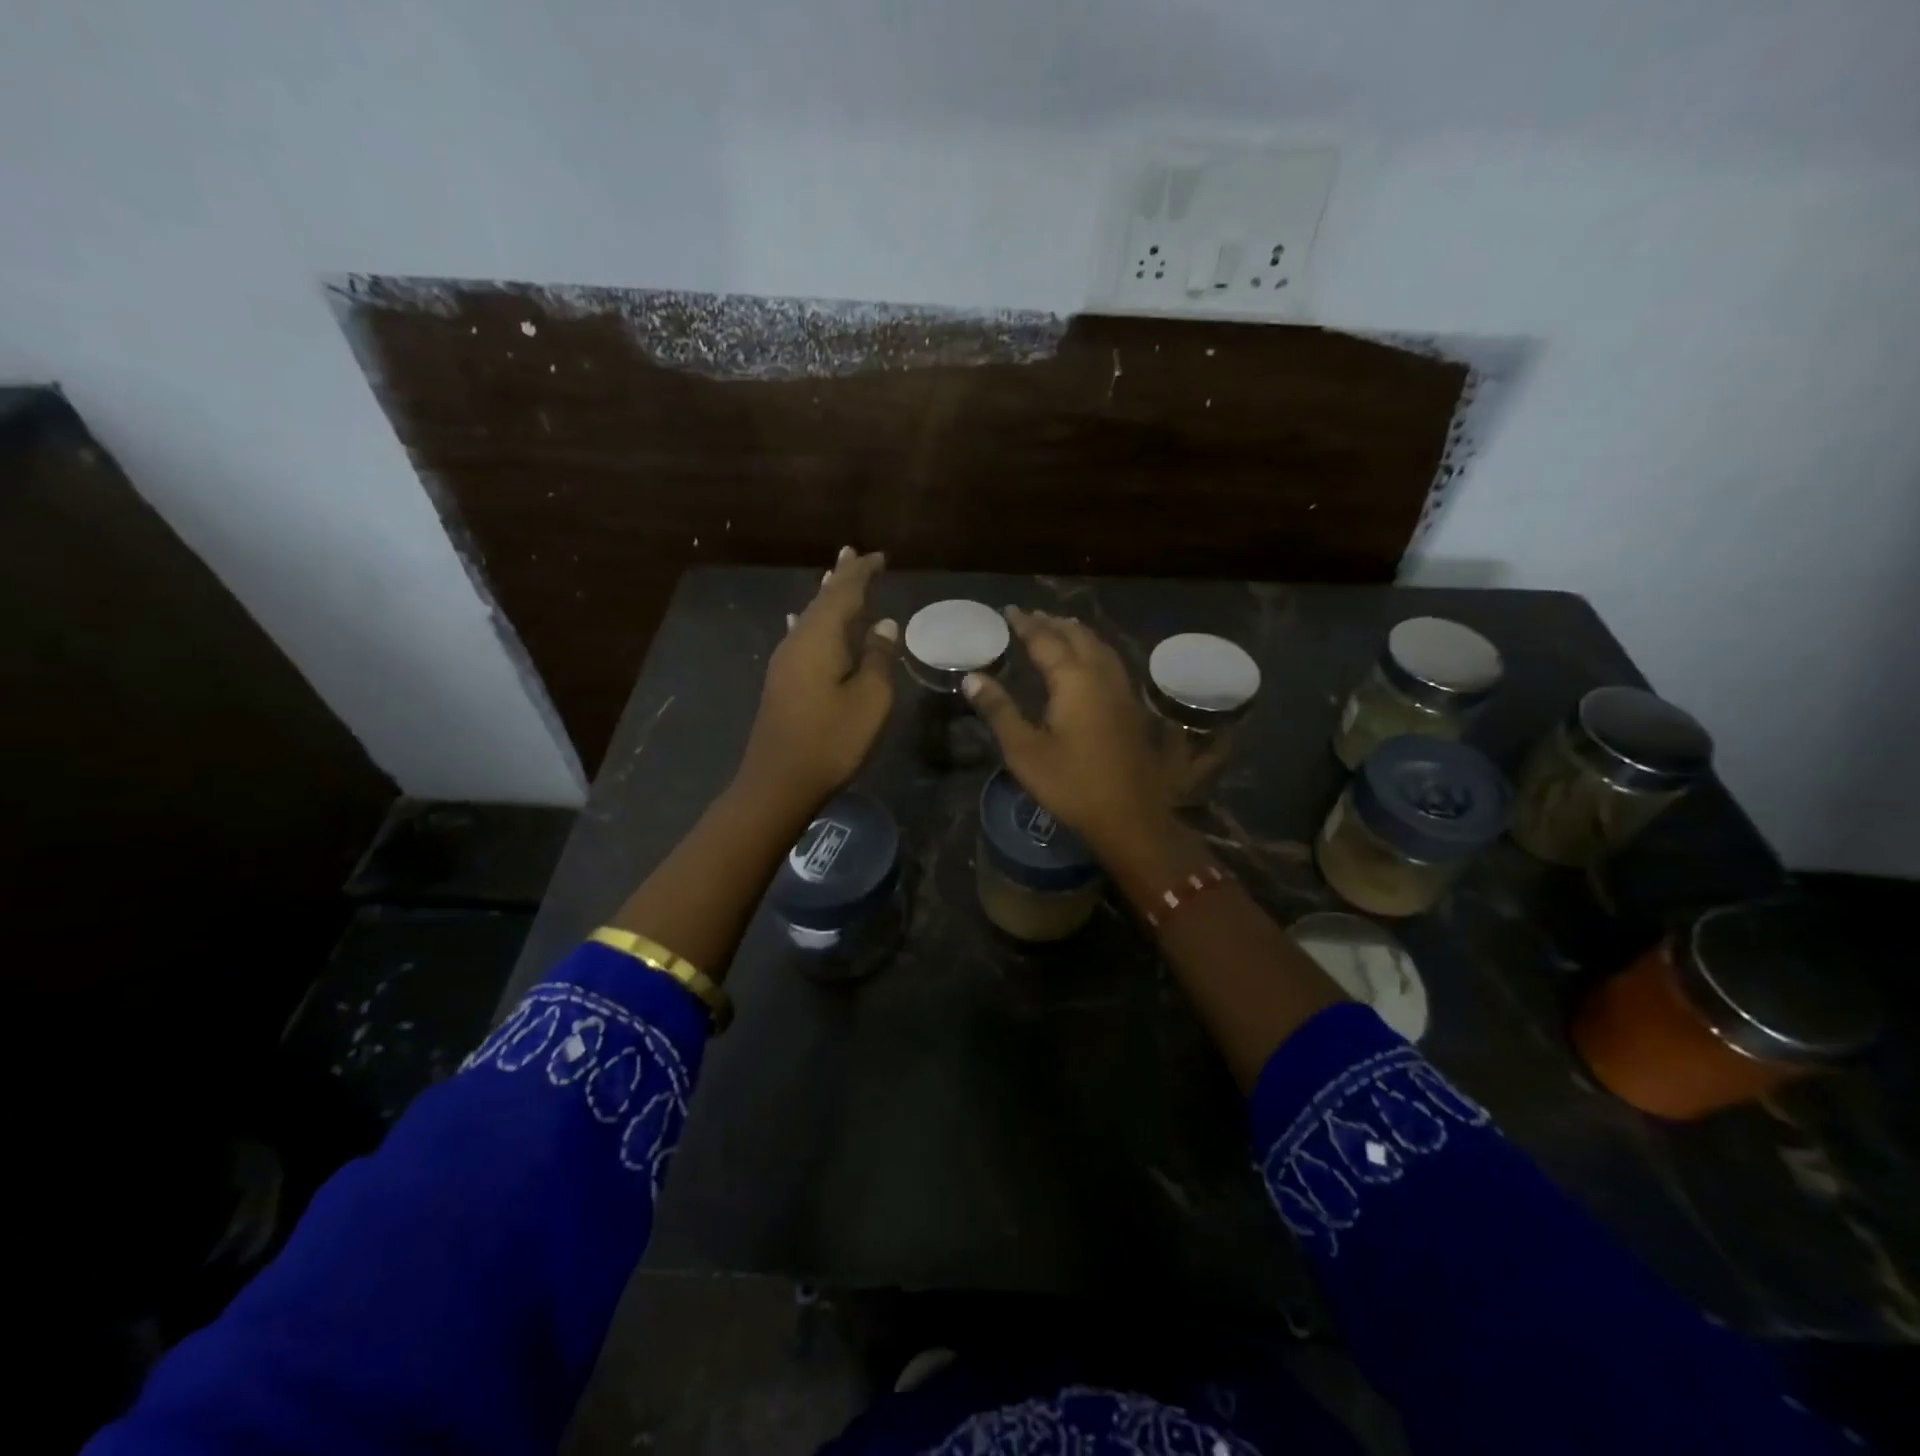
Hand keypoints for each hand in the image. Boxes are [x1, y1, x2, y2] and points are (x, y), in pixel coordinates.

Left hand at [737, 547, 897, 814]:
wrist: (778, 782)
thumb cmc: (831, 739)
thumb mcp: (870, 699)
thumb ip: (879, 658)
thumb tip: (885, 624)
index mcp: (820, 638)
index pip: (844, 592)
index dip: (863, 573)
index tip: (881, 557)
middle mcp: (798, 640)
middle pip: (823, 599)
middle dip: (841, 576)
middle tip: (853, 553)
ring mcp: (786, 661)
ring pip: (811, 616)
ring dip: (827, 596)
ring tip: (836, 575)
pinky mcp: (783, 680)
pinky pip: (803, 635)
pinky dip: (815, 621)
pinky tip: (806, 620)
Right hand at [963, 608, 1169, 859]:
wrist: (1130, 816)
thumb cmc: (1071, 784)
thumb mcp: (1024, 750)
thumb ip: (998, 710)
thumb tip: (972, 677)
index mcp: (1073, 680)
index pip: (1045, 640)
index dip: (1026, 624)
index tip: (1009, 611)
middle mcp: (1101, 675)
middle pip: (1077, 637)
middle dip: (1052, 623)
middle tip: (1031, 616)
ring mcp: (1122, 691)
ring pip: (1099, 646)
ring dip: (1077, 633)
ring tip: (1060, 628)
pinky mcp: (1131, 708)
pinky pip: (1111, 662)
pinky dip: (1094, 649)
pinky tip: (1090, 662)